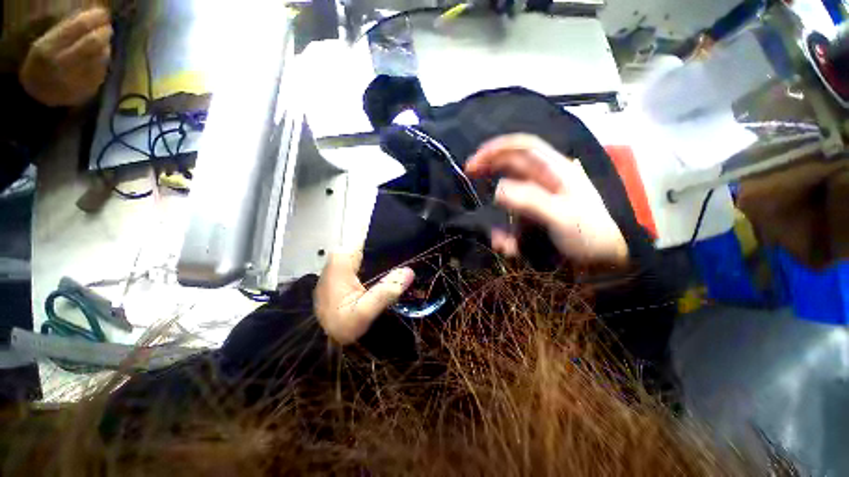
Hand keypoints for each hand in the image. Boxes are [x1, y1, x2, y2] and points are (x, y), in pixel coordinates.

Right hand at [19, 8, 111, 106]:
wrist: (40, 96)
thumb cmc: (42, 63)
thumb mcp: (47, 42)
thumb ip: (67, 30)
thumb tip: (92, 17)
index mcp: (50, 48)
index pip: (78, 27)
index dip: (94, 18)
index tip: (103, 13)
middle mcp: (64, 63)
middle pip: (94, 42)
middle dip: (104, 31)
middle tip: (108, 26)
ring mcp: (79, 78)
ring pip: (102, 56)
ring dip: (106, 46)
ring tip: (103, 41)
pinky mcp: (89, 89)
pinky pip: (103, 70)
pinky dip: (104, 60)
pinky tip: (100, 57)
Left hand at [315, 251, 414, 344]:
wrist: (322, 340)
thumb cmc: (340, 325)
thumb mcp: (363, 312)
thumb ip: (385, 292)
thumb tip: (409, 272)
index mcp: (342, 259)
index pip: (371, 240)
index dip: (391, 244)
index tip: (409, 250)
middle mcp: (340, 256)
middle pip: (372, 247)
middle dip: (390, 255)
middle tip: (409, 266)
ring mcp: (341, 264)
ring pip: (370, 255)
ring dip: (386, 263)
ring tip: (403, 272)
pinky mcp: (344, 272)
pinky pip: (366, 264)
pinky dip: (378, 269)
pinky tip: (389, 278)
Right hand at [466, 134, 627, 263]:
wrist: (606, 261)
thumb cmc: (591, 235)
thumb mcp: (562, 216)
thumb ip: (530, 201)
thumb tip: (497, 190)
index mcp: (556, 171)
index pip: (524, 146)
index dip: (498, 148)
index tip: (475, 161)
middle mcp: (544, 180)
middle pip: (511, 166)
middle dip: (489, 171)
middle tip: (469, 176)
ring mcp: (537, 199)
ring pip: (509, 198)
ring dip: (499, 219)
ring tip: (502, 243)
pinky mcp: (533, 216)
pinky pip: (512, 219)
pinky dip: (507, 233)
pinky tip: (510, 249)